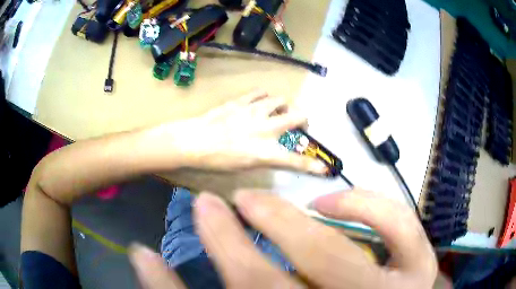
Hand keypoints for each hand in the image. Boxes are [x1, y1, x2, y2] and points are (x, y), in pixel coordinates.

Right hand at [129, 189, 436, 288]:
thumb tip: (143, 254)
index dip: (220, 247)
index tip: (200, 207)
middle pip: (302, 270)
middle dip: (260, 228)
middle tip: (236, 199)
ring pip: (354, 252)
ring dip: (301, 222)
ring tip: (272, 202)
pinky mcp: (418, 270)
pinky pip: (403, 229)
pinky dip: (375, 209)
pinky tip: (335, 202)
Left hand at [149, 89, 326, 173]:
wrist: (193, 141)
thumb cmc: (215, 161)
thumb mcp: (242, 167)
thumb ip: (264, 159)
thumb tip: (276, 154)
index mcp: (264, 152)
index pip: (295, 160)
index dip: (313, 165)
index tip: (324, 168)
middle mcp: (264, 129)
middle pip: (298, 117)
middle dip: (304, 121)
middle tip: (299, 125)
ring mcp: (253, 112)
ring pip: (281, 100)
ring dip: (284, 106)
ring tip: (278, 112)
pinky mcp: (242, 101)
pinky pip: (260, 93)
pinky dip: (265, 97)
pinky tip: (261, 103)